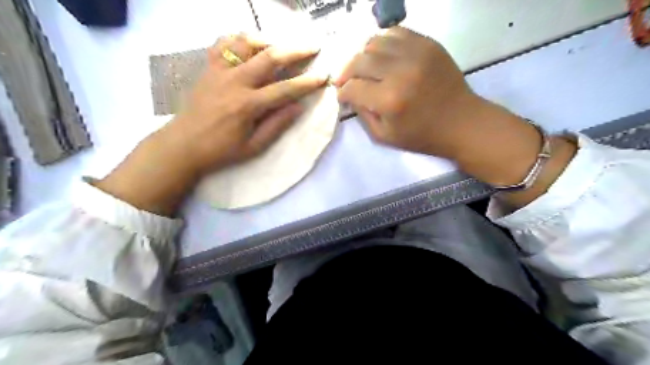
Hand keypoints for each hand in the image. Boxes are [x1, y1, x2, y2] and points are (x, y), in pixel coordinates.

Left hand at [96, 33, 330, 216]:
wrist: (183, 145)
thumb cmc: (221, 150)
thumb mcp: (254, 147)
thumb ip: (277, 125)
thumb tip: (298, 107)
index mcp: (247, 105)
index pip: (285, 89)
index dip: (307, 82)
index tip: (323, 75)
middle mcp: (234, 82)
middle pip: (269, 57)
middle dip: (295, 50)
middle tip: (312, 46)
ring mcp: (218, 71)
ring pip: (245, 42)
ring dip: (267, 40)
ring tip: (280, 45)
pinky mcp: (208, 68)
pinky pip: (222, 43)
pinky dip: (238, 39)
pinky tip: (249, 45)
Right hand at [334, 28, 572, 206]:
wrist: (462, 122)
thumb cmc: (422, 135)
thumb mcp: (385, 136)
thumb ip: (363, 115)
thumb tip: (350, 95)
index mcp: (389, 100)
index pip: (352, 88)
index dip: (342, 92)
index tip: (342, 96)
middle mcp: (400, 72)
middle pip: (359, 61)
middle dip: (346, 72)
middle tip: (346, 81)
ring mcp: (416, 54)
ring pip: (374, 42)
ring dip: (363, 56)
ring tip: (364, 68)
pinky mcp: (428, 44)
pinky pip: (396, 33)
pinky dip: (383, 43)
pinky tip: (383, 56)